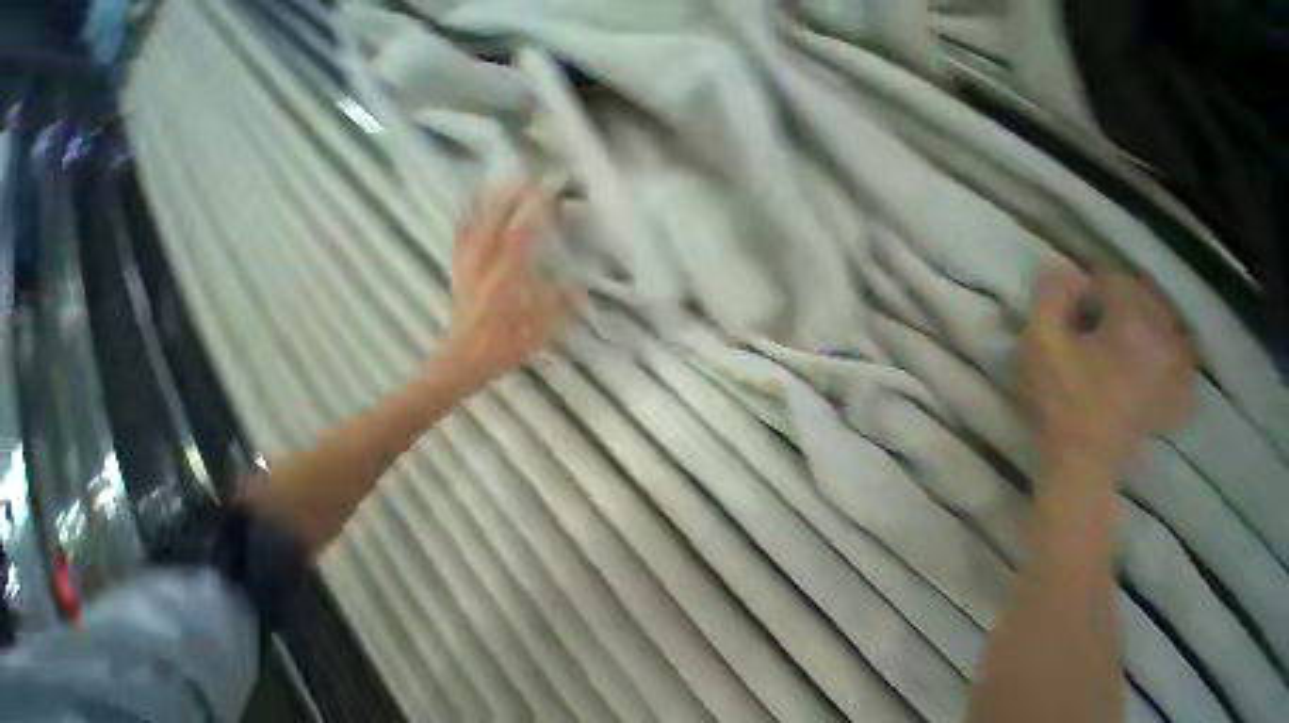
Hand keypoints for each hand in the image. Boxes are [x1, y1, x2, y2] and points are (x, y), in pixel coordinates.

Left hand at [438, 182, 577, 391]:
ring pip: (475, 223)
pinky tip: (472, 204)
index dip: (533, 210)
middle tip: (528, 177)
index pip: (521, 234)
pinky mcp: (457, 270)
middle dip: (512, 195)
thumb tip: (579, 285)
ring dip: (489, 199)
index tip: (547, 192)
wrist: (465, 359)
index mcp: (508, 279)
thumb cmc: (506, 347)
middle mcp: (485, 265)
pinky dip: (467, 215)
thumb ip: (560, 304)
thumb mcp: (541, 330)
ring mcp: (467, 265)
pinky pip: (460, 235)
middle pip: (495, 220)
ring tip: (502, 180)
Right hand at [1018, 262, 1197, 481]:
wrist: (1082, 452)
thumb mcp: (1040, 344)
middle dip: (1118, 297)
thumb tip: (1058, 264)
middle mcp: (1170, 338)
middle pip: (1148, 299)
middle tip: (1086, 309)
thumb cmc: (1057, 395)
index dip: (1091, 279)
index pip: (1119, 280)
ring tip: (1110, 331)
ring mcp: (1181, 367)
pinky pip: (1177, 351)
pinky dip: (1158, 344)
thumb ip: (1051, 302)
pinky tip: (1138, 356)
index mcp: (1136, 324)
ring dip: (1139, 318)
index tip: (1069, 288)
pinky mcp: (1181, 389)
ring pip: (1165, 323)